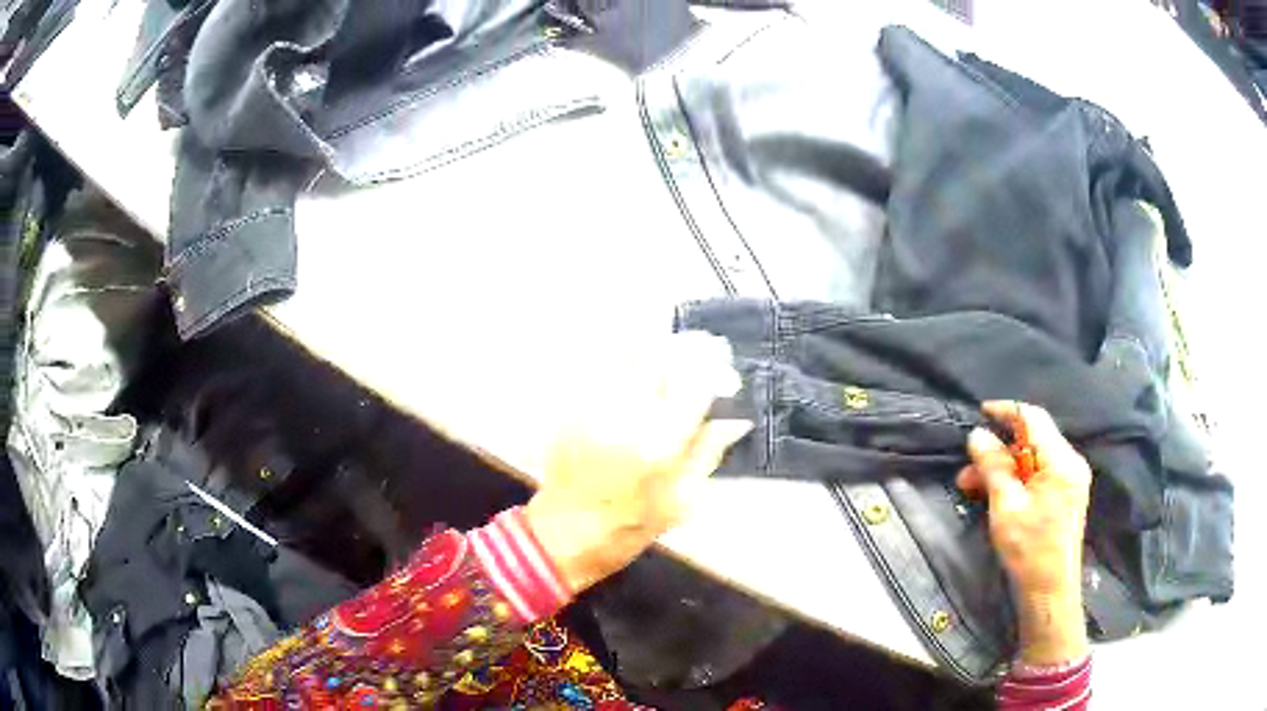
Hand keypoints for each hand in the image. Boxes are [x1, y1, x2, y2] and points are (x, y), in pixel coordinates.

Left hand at [524, 332, 751, 593]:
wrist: (564, 534)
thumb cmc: (629, 527)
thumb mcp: (682, 501)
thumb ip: (708, 453)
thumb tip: (735, 420)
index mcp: (660, 443)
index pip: (696, 382)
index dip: (716, 369)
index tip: (726, 373)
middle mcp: (628, 414)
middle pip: (663, 356)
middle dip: (689, 348)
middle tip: (702, 351)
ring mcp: (594, 404)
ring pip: (630, 352)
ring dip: (657, 346)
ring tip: (671, 352)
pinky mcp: (571, 405)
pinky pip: (600, 365)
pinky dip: (623, 356)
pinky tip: (636, 364)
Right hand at [957, 401, 1091, 665]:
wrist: (1050, 592)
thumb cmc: (1029, 550)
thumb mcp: (1006, 507)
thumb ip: (993, 467)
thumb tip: (978, 435)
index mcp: (1061, 460)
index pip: (1034, 419)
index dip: (1006, 411)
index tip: (980, 413)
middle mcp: (1070, 463)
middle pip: (1032, 441)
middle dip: (998, 451)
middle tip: (967, 469)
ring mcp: (1069, 480)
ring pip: (1032, 460)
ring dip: (1003, 469)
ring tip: (972, 487)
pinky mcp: (1065, 496)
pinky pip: (1038, 476)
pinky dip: (1016, 481)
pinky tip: (994, 495)